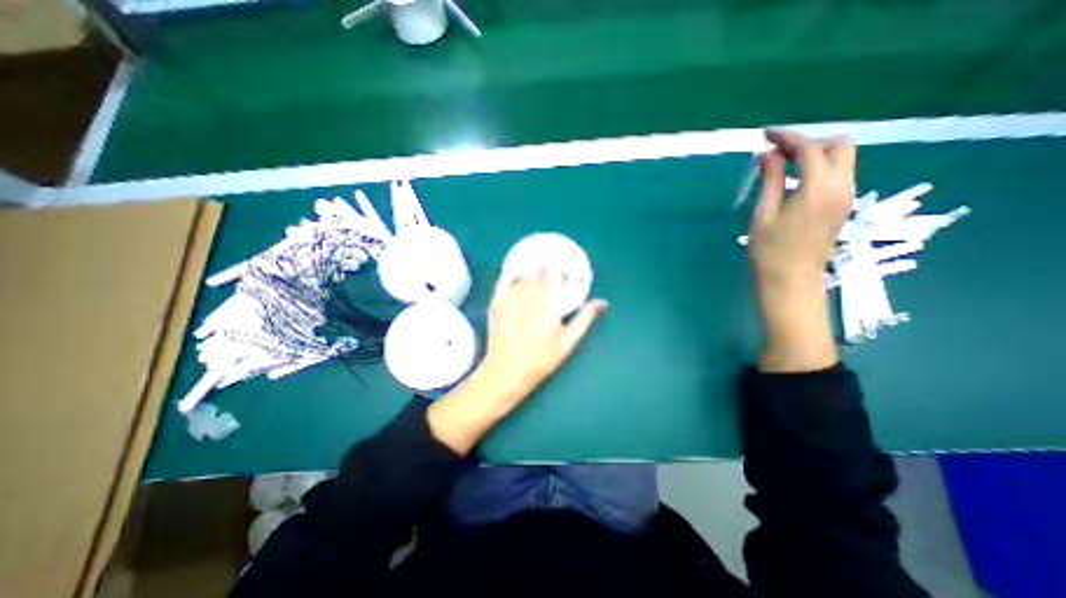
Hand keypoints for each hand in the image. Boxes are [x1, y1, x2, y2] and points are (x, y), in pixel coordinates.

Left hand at [428, 266, 608, 453]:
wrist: (506, 371)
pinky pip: (505, 280)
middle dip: (546, 272)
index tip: (566, 263)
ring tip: (535, 286)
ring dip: (531, 276)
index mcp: (547, 303)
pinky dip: (513, 277)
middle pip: (538, 272)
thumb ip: (585, 319)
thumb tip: (602, 302)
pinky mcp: (496, 302)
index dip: (560, 264)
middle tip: (551, 281)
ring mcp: (509, 298)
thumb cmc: (541, 360)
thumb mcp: (568, 342)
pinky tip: (518, 282)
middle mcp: (527, 296)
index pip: (553, 272)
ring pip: (522, 276)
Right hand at [747, 128, 853, 371]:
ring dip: (814, 154)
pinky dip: (818, 167)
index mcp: (819, 188)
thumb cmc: (770, 251)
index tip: (765, 134)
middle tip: (776, 154)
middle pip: (838, 146)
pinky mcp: (842, 206)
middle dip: (808, 142)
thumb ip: (770, 180)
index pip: (809, 149)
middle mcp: (842, 186)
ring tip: (781, 165)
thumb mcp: (763, 214)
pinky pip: (837, 174)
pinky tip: (793, 180)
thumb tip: (767, 154)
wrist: (791, 282)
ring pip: (841, 158)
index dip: (787, 137)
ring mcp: (846, 196)